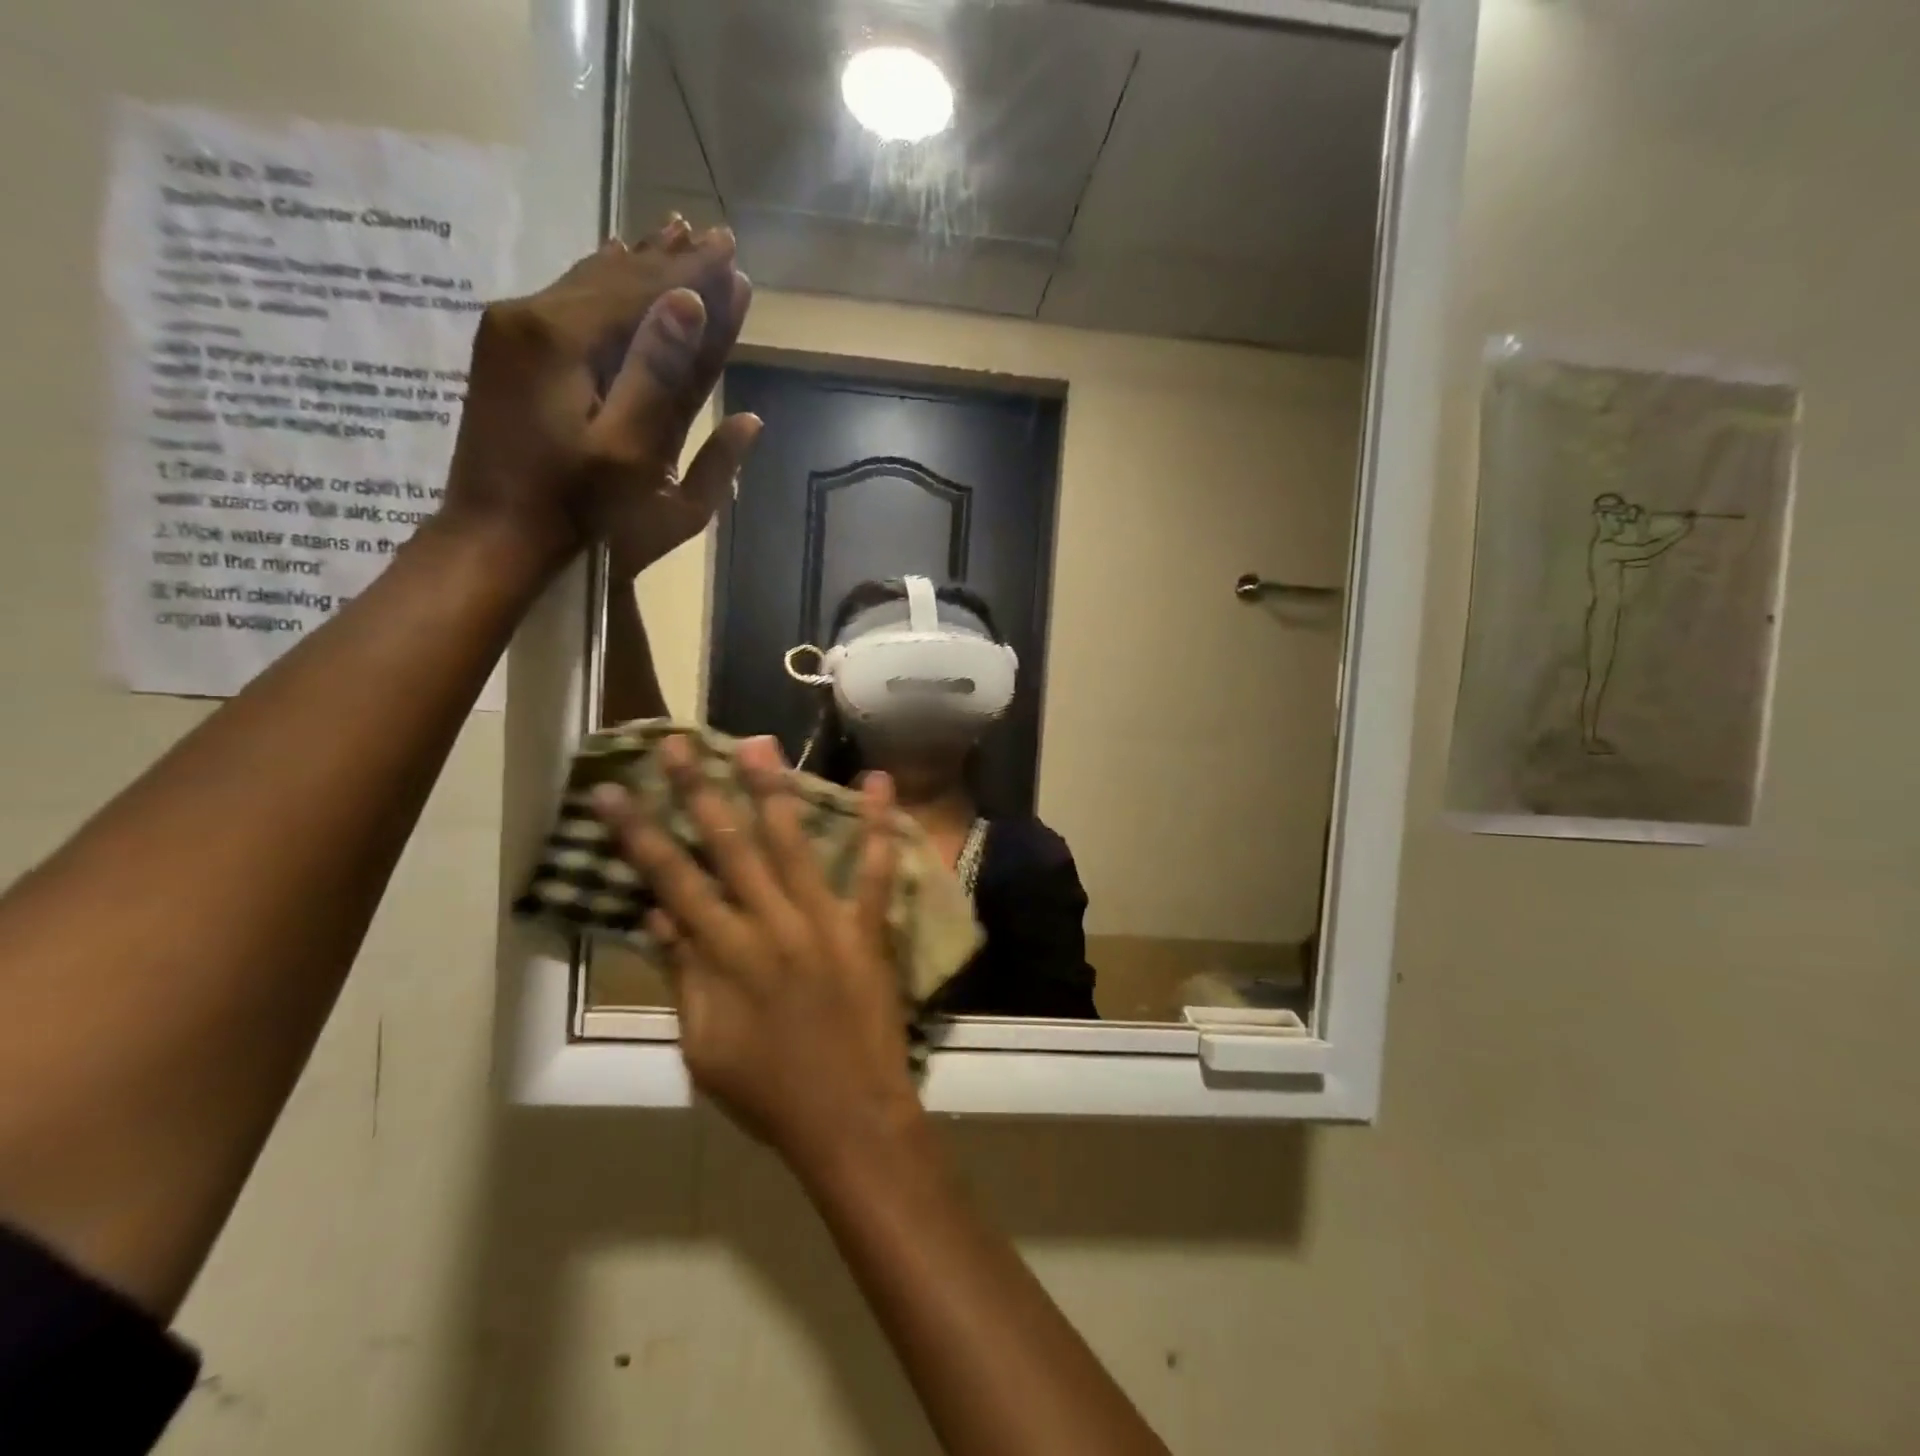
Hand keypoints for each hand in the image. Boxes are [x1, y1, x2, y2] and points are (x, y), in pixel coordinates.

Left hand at [441, 215, 761, 576]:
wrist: (493, 536)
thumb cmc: (577, 509)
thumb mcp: (630, 453)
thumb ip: (661, 377)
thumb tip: (691, 305)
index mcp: (561, 337)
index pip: (642, 290)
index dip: (692, 273)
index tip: (732, 249)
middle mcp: (529, 316)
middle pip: (614, 278)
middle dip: (669, 261)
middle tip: (714, 235)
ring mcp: (510, 331)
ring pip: (588, 284)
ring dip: (637, 266)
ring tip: (674, 236)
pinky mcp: (506, 352)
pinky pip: (567, 301)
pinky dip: (601, 283)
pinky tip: (612, 260)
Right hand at [589, 737, 925, 1176]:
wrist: (846, 1118)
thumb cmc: (767, 1091)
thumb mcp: (703, 1046)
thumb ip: (683, 974)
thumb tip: (659, 914)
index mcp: (723, 954)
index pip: (670, 879)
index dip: (638, 833)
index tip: (612, 790)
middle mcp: (770, 925)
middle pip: (727, 846)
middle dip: (698, 790)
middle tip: (678, 741)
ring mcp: (823, 922)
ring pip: (793, 844)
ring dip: (773, 790)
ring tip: (757, 742)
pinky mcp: (867, 928)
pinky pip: (875, 872)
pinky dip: (878, 827)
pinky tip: (878, 783)